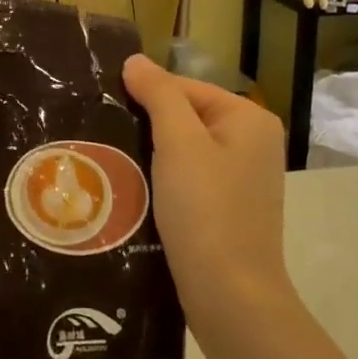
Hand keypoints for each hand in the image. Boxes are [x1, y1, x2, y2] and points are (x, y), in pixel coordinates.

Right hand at [121, 55, 293, 331]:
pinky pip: (189, 180)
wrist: (230, 297)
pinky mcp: (229, 209)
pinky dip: (163, 181)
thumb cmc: (206, 210)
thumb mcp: (179, 143)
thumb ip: (159, 95)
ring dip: (151, 156)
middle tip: (104, 138)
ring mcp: (243, 178)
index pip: (185, 87)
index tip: (105, 111)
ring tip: (112, 163)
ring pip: (184, 151)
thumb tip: (135, 61)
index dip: (145, 96)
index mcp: (249, 118)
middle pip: (186, 117)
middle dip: (147, 128)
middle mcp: (252, 143)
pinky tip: (135, 191)